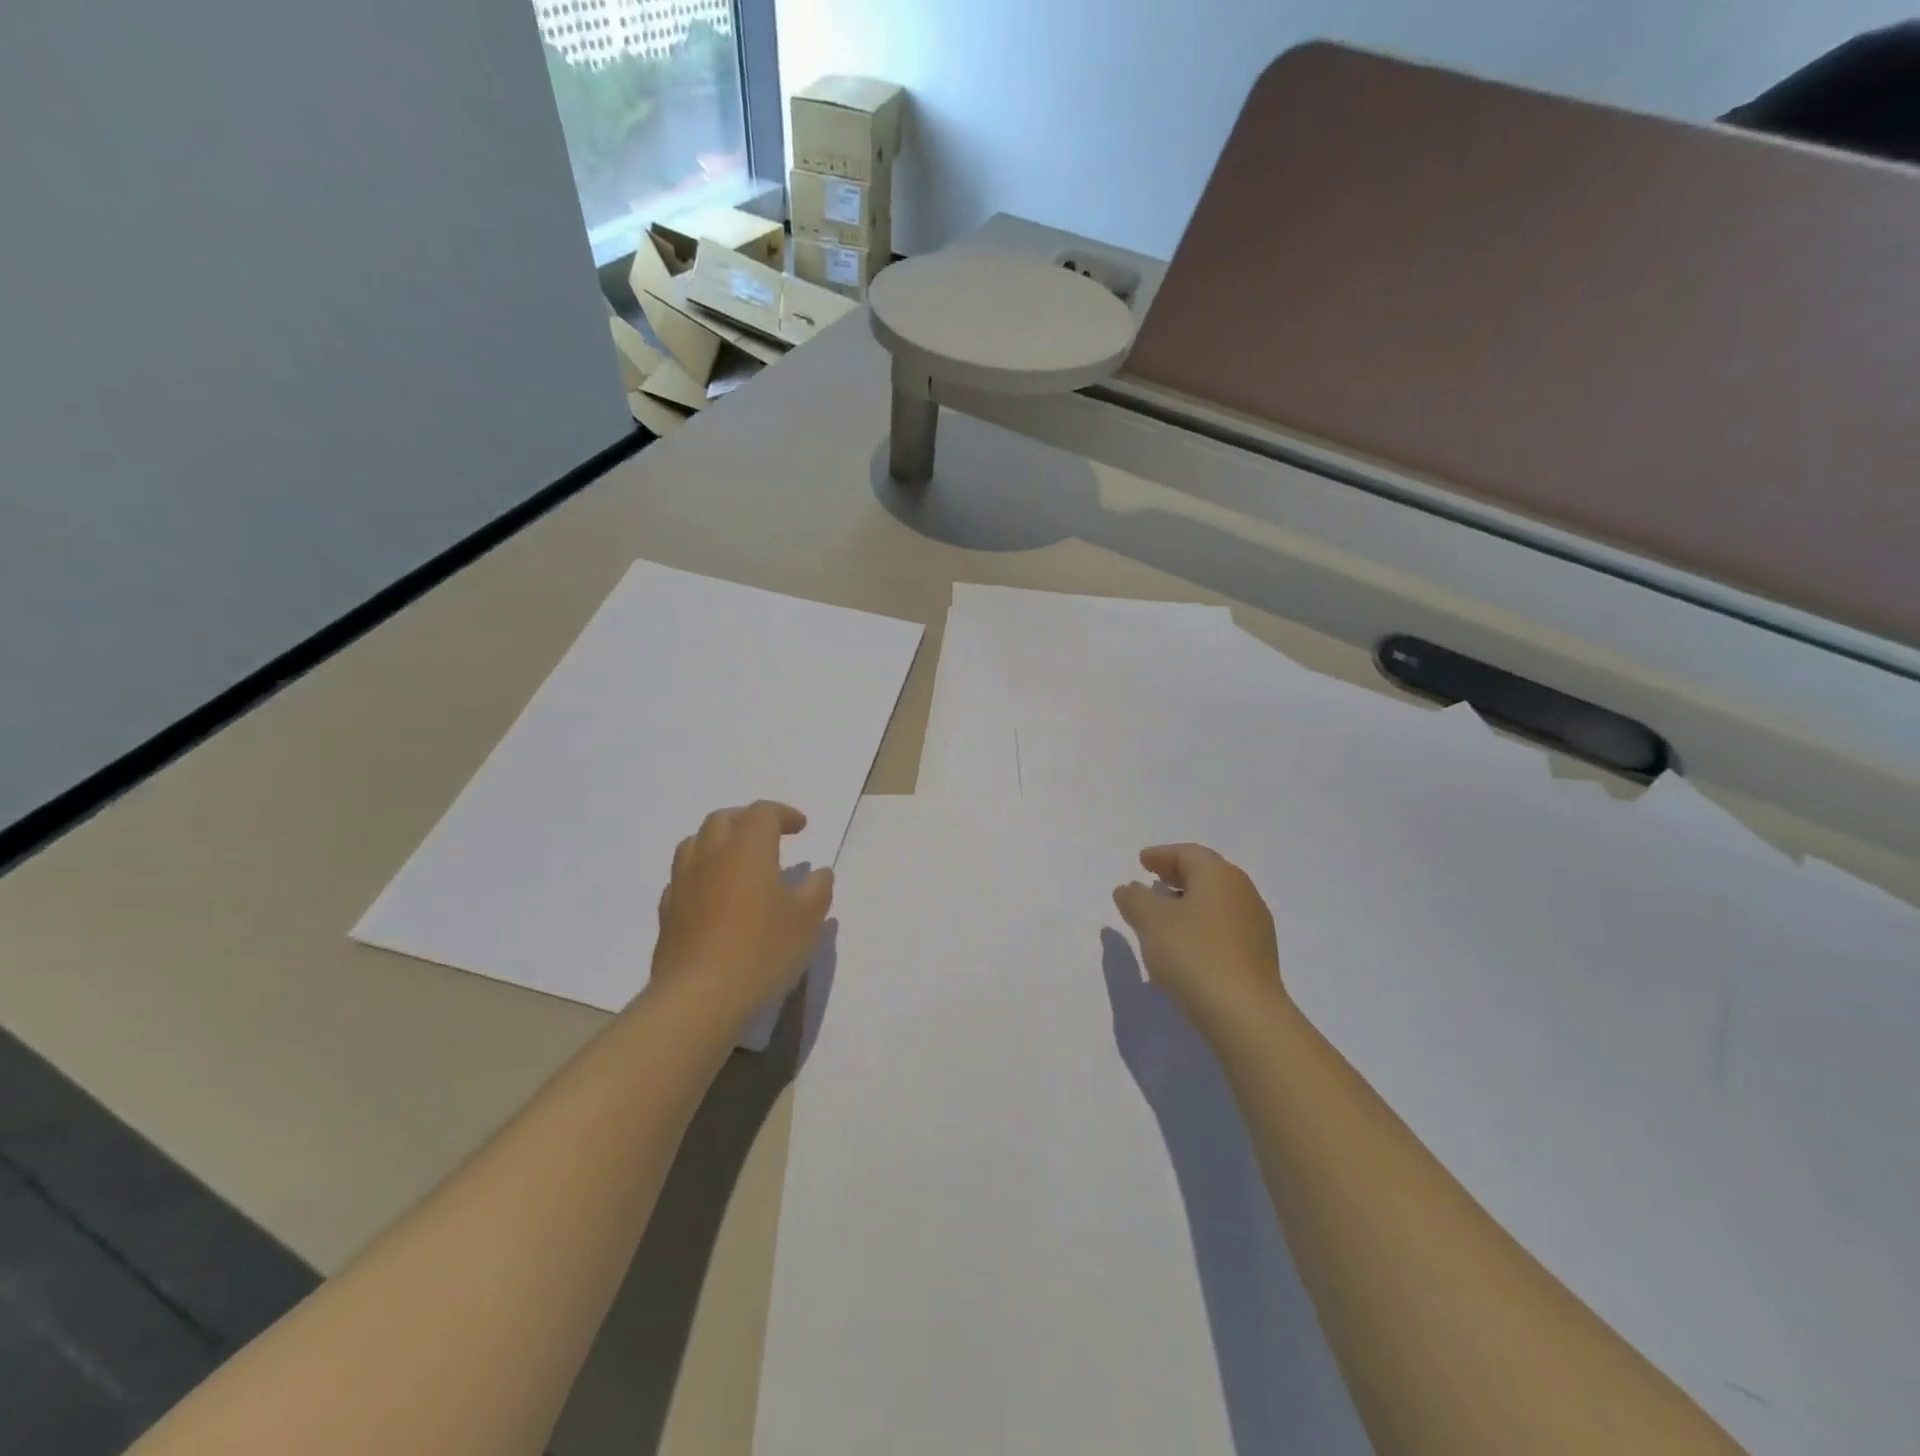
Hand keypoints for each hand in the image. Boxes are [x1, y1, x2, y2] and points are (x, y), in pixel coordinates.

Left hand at [651, 801, 833, 1028]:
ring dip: (718, 841)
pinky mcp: (668, 911)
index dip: (784, 814)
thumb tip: (819, 873)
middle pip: (724, 819)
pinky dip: (700, 874)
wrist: (699, 997)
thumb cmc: (762, 950)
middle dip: (748, 820)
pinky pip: (682, 877)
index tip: (802, 828)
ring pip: (695, 842)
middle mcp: (711, 855)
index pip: (762, 813)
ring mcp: (683, 882)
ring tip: (736, 860)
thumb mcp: (807, 921)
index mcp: (748, 848)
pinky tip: (712, 895)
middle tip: (769, 836)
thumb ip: (817, 890)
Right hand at [1112, 843, 1284, 1027]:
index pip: (1188, 853)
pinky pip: (1224, 926)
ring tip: (1164, 913)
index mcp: (1219, 876)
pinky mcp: (1258, 956)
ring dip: (1189, 901)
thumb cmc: (1194, 955)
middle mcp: (1243, 893)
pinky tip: (1186, 943)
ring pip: (1216, 901)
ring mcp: (1255, 926)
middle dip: (1176, 874)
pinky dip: (1201, 924)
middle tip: (1152, 879)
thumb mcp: (1151, 921)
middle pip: (1206, 874)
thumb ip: (1135, 899)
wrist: (1245, 1015)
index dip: (1162, 855)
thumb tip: (1129, 888)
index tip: (1141, 861)